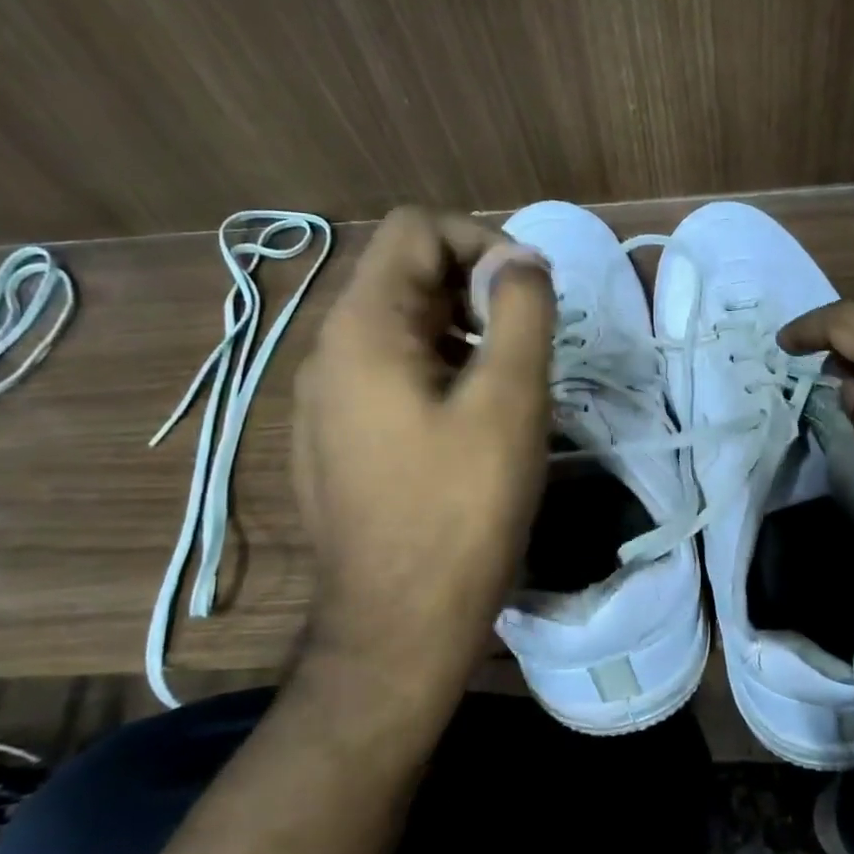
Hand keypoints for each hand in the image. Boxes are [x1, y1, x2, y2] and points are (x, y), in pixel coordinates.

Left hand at [291, 207, 554, 711]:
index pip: (416, 229)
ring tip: (506, 390)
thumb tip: (520, 261)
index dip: (482, 241)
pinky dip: (438, 374)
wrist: (400, 625)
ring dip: (462, 335)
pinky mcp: (337, 442)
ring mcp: (325, 402)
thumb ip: (520, 311)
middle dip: (476, 291)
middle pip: (405, 276)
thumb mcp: (509, 400)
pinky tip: (470, 430)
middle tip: (526, 348)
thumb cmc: (462, 509)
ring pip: (400, 329)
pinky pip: (389, 377)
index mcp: (363, 330)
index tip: (528, 296)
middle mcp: (329, 354)